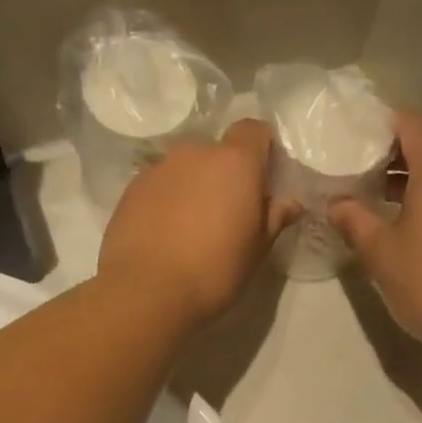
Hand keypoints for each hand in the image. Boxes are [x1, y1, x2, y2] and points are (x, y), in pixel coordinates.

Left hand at [99, 120, 286, 330]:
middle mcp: (195, 153)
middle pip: (217, 151)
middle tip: (226, 215)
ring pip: (185, 169)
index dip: (261, 151)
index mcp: (235, 162)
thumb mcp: (257, 251)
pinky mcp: (130, 189)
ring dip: (192, 188)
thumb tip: (290, 202)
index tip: (261, 182)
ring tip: (190, 229)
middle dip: (224, 175)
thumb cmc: (214, 272)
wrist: (147, 292)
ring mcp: (158, 168)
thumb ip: (274, 218)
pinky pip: (158, 186)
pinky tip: (165, 236)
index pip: (253, 130)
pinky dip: (166, 202)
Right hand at [330, 112, 421, 354]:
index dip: (384, 125)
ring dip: (417, 186)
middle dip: (396, 159)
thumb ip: (354, 221)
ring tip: (384, 207)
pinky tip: (417, 232)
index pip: (413, 124)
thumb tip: (336, 204)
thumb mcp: (381, 254)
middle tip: (361, 176)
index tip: (357, 139)